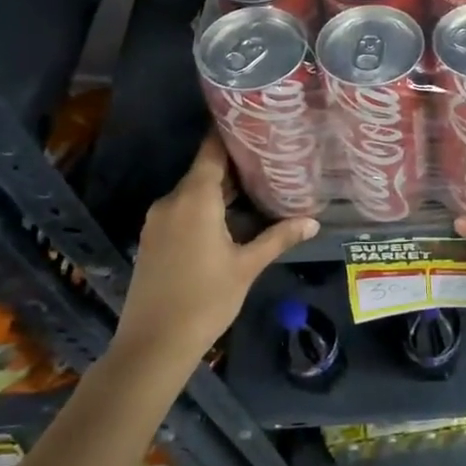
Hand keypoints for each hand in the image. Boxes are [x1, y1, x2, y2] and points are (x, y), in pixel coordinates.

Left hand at [116, 133, 317, 366]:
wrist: (152, 345)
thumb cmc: (205, 300)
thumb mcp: (247, 266)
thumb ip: (279, 237)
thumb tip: (313, 221)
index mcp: (194, 199)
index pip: (212, 152)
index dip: (230, 134)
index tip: (253, 121)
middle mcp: (172, 202)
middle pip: (205, 171)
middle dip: (236, 164)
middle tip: (271, 156)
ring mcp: (158, 221)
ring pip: (194, 192)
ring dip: (222, 189)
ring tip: (259, 184)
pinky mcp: (154, 239)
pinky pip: (183, 210)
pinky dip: (207, 207)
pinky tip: (232, 217)